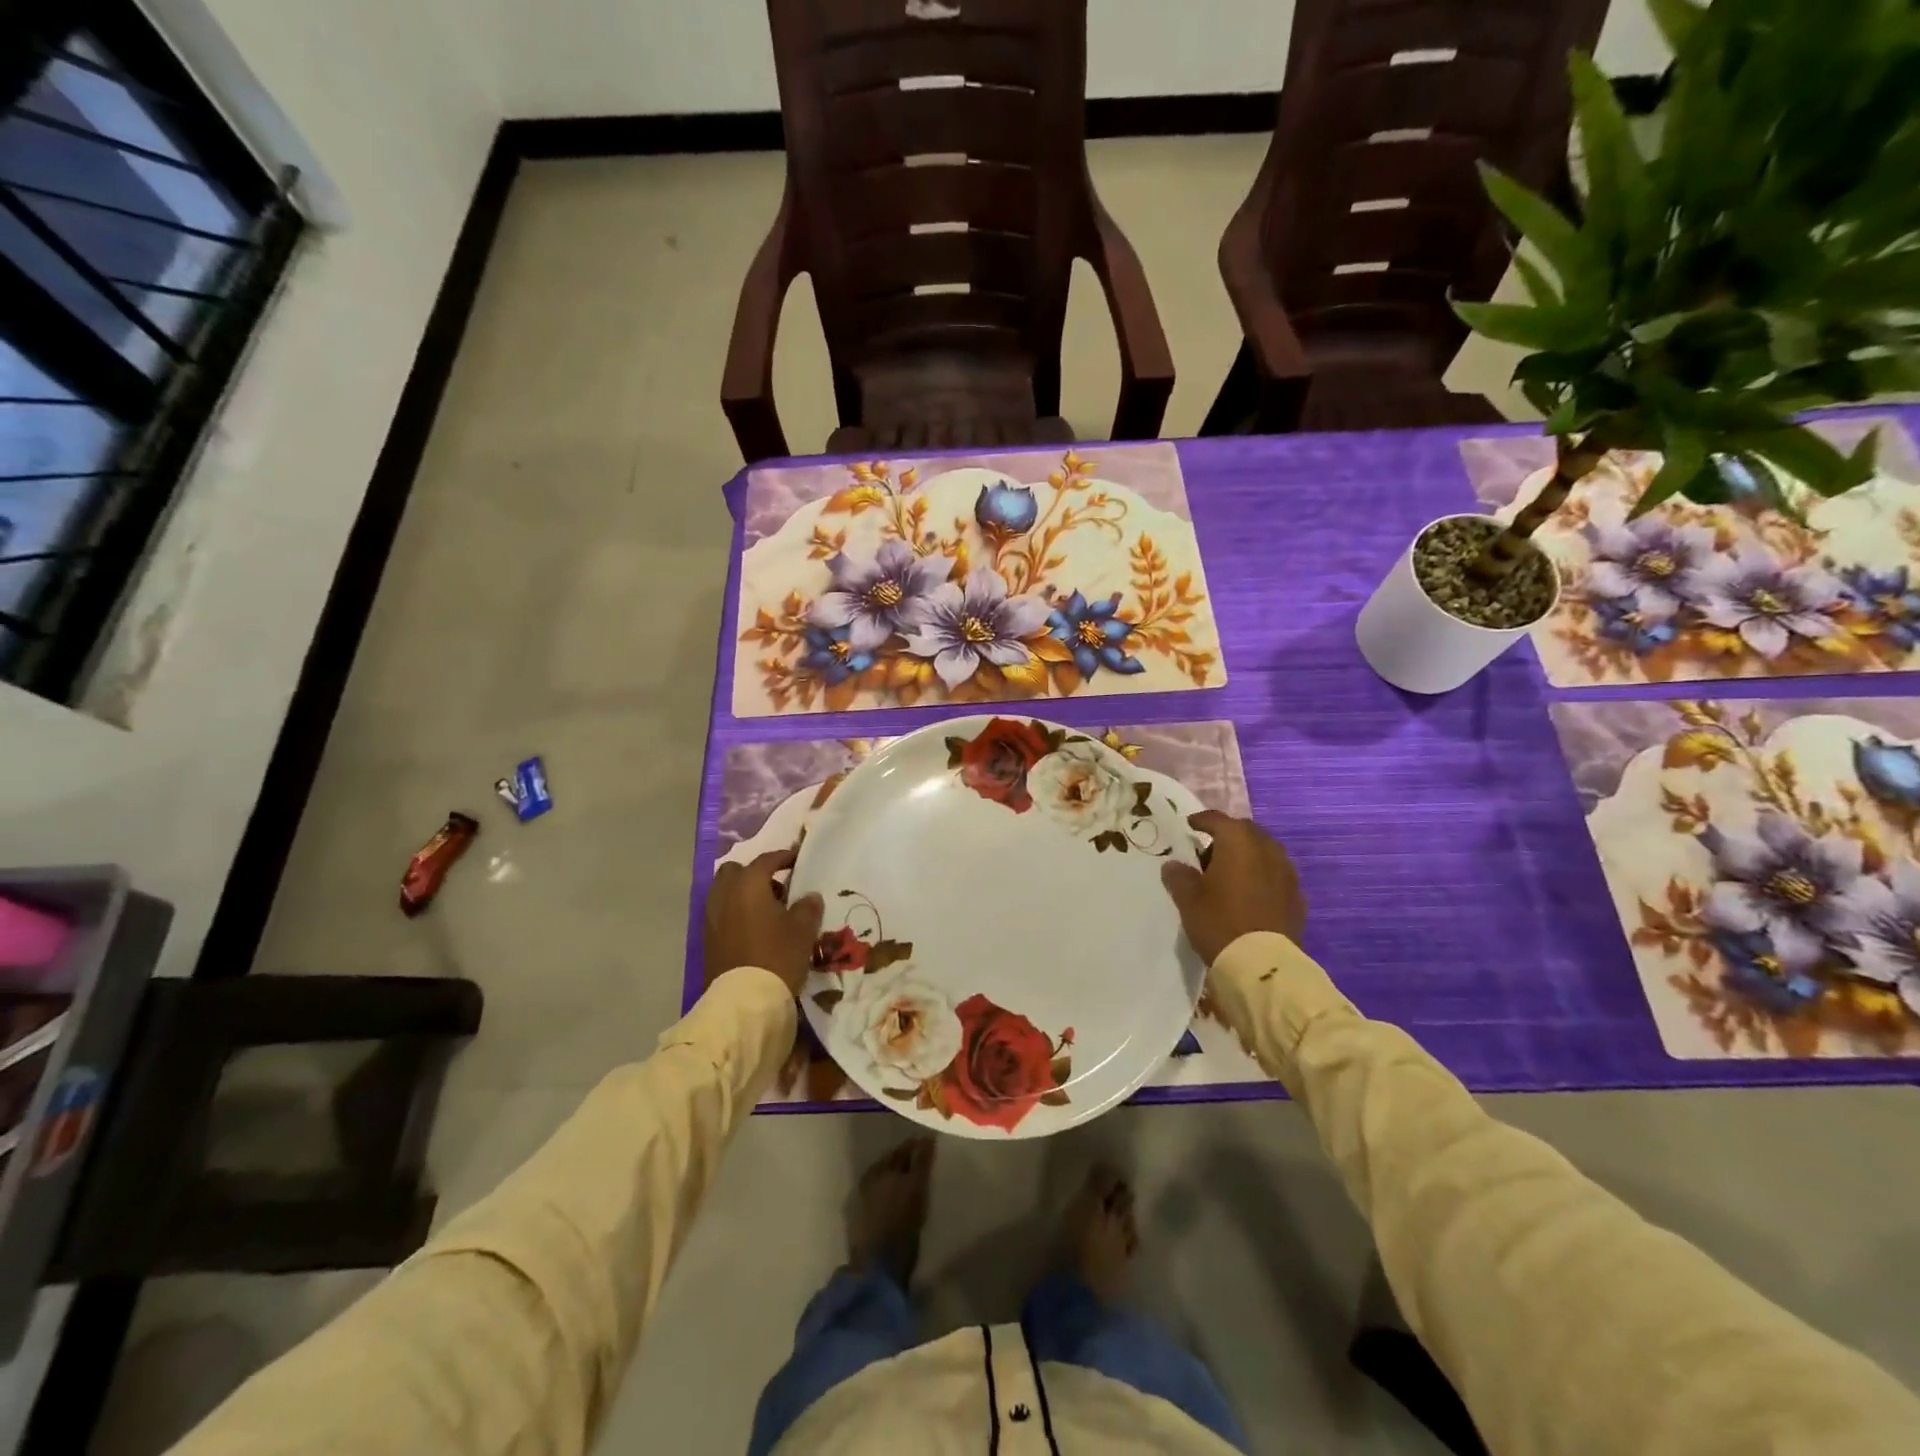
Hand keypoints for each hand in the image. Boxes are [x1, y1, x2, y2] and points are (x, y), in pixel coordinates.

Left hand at [704, 849, 823, 996]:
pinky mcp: (707, 939)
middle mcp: (724, 895)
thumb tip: (809, 896)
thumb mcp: (803, 930)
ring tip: (766, 910)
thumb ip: (807, 907)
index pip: (766, 860)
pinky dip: (734, 912)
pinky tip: (753, 929)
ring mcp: (711, 918)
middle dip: (754, 873)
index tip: (797, 859)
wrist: (744, 1001)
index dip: (784, 857)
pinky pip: (721, 913)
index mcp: (748, 885)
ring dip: (742, 894)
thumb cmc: (777, 956)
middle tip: (776, 887)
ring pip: (724, 892)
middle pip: (735, 871)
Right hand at [1160, 812, 1305, 964]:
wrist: (1262, 964)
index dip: (1201, 820)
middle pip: (1246, 831)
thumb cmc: (1220, 922)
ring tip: (1231, 873)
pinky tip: (1251, 893)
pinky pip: (1277, 874)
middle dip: (1228, 836)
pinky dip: (1263, 875)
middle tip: (1209, 853)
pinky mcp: (1297, 896)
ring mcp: (1287, 872)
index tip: (1190, 825)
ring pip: (1265, 851)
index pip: (1218, 820)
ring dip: (1248, 855)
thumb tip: (1173, 865)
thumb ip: (1179, 877)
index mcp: (1238, 842)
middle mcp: (1267, 849)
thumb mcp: (1189, 900)